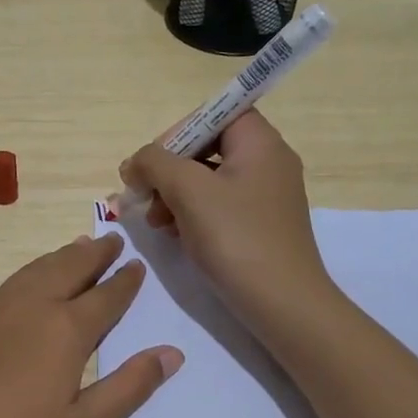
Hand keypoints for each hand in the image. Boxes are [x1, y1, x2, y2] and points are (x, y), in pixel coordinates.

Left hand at [0, 234, 182, 417]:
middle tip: (111, 240)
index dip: (125, 282)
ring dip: (60, 257)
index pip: (104, 297)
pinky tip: (28, 284)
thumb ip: (129, 388)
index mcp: (64, 331)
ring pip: (33, 272)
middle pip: (67, 269)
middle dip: (93, 254)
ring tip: (76, 248)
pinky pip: (8, 285)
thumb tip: (172, 353)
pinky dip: (30, 274)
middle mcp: (28, 308)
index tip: (137, 265)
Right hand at [119, 109, 333, 340]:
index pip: (216, 113)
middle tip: (144, 194)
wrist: (282, 304)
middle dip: (169, 169)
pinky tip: (173, 235)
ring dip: (173, 194)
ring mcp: (265, 197)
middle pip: (207, 147)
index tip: (154, 161)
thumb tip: (135, 162)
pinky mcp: (258, 226)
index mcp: (260, 143)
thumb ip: (155, 163)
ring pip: (208, 179)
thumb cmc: (236, 237)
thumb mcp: (188, 190)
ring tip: (154, 221)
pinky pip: (217, 206)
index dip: (180, 130)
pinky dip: (191, 214)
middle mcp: (268, 163)